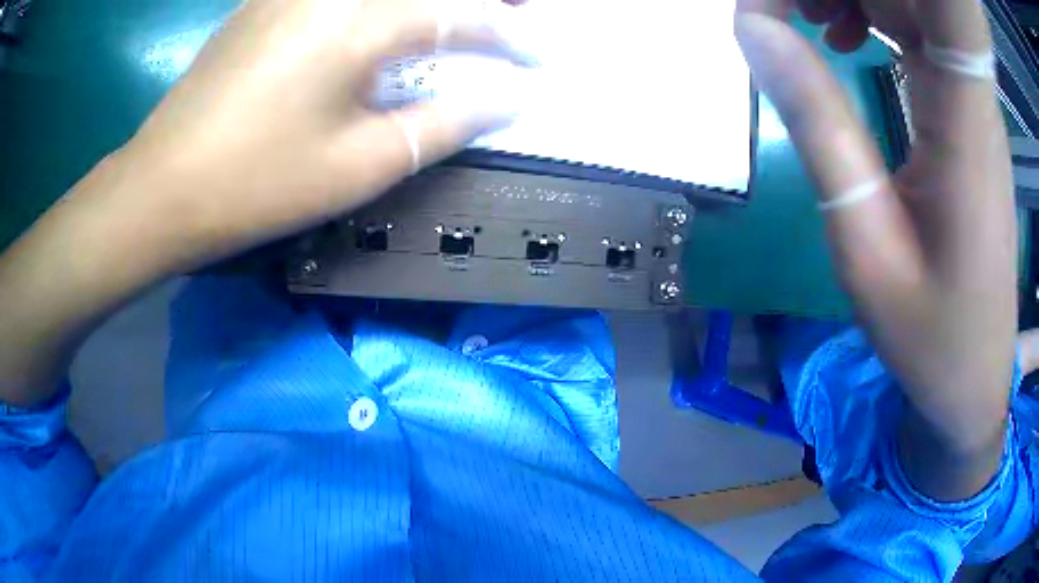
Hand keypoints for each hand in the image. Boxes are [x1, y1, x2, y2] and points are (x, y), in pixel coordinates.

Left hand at [116, 0, 529, 271]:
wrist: (162, 188)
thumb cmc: (257, 185)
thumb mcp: (360, 166)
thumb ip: (443, 123)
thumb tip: (508, 100)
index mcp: (358, 24)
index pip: (460, 16)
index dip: (510, 38)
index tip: (542, 60)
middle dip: (481, 2)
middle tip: (515, 18)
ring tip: (460, 19)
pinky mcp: (267, 1)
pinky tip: (392, 15)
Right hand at [735, 0, 1016, 499]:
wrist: (975, 375)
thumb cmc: (928, 333)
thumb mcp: (864, 243)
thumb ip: (818, 126)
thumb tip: (756, 29)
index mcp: (962, 120)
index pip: (924, 2)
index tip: (783, 3)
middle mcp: (973, 93)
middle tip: (774, 11)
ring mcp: (973, 99)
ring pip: (908, 4)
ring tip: (804, 20)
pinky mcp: (967, 111)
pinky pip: (918, 29)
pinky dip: (871, 14)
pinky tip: (845, 39)